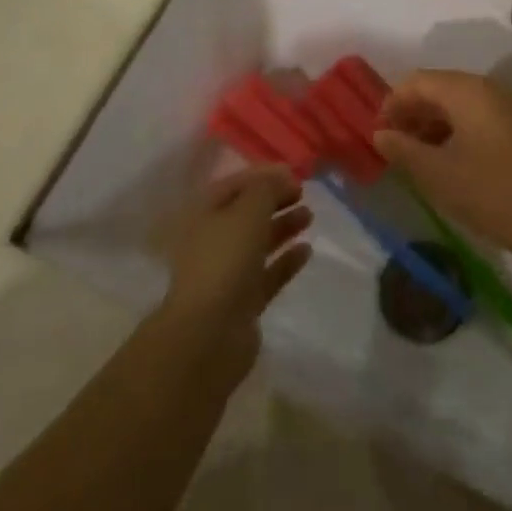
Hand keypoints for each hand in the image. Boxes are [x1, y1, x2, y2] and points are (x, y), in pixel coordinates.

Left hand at [159, 165, 311, 375]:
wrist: (209, 335)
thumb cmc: (224, 260)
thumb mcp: (248, 211)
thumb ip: (267, 188)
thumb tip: (283, 176)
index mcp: (202, 215)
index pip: (233, 185)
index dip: (263, 176)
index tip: (293, 174)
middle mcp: (211, 241)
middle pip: (246, 213)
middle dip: (274, 201)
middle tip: (302, 194)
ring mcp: (226, 273)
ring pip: (258, 243)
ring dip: (283, 227)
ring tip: (309, 216)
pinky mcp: (242, 302)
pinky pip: (268, 274)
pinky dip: (286, 260)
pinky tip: (307, 250)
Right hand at [374, 71, 511, 261]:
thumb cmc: (489, 192)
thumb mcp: (436, 174)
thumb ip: (402, 149)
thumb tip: (381, 134)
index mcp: (466, 90)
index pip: (417, 81)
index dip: (392, 104)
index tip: (379, 135)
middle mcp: (490, 89)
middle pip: (440, 88)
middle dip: (413, 114)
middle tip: (396, 147)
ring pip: (462, 105)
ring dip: (436, 124)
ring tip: (421, 158)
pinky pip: (483, 118)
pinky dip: (460, 132)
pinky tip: (454, 163)